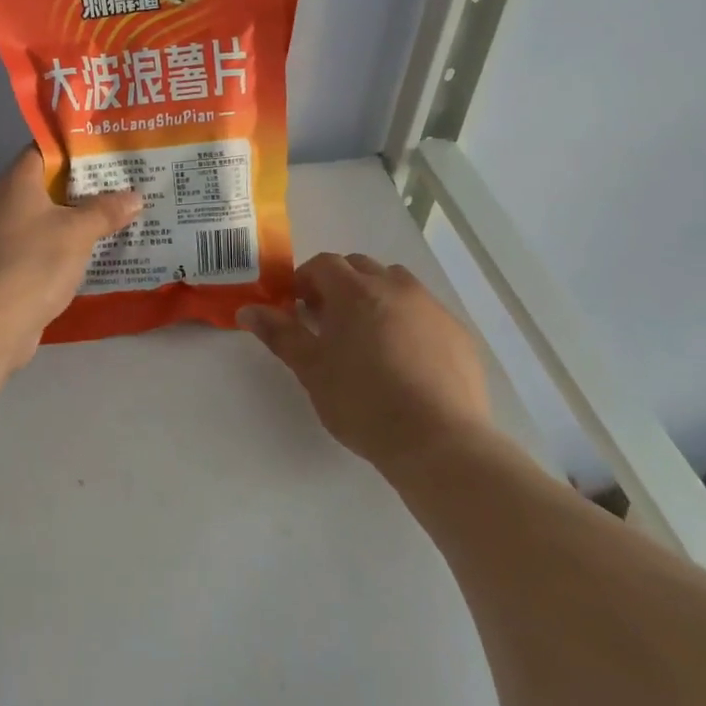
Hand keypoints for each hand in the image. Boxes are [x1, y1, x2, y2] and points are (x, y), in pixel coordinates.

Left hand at [0, 147, 141, 369]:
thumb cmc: (32, 265)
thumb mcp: (77, 233)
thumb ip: (106, 210)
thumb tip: (135, 195)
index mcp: (15, 183)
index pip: (43, 149)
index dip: (74, 147)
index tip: (107, 151)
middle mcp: (1, 204)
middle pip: (45, 185)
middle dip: (82, 186)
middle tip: (122, 186)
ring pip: (42, 219)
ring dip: (73, 220)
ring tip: (114, 219)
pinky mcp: (1, 270)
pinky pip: (37, 248)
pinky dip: (60, 248)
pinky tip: (88, 257)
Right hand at [239, 254, 491, 475]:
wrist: (439, 441)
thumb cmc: (363, 403)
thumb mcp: (312, 370)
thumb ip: (280, 334)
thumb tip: (247, 310)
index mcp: (356, 291)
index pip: (324, 264)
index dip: (305, 279)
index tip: (297, 307)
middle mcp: (396, 288)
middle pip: (360, 267)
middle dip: (339, 284)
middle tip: (327, 321)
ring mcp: (432, 308)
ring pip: (396, 284)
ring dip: (375, 296)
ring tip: (367, 337)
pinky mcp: (458, 333)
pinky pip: (424, 311)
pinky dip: (407, 320)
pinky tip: (404, 359)